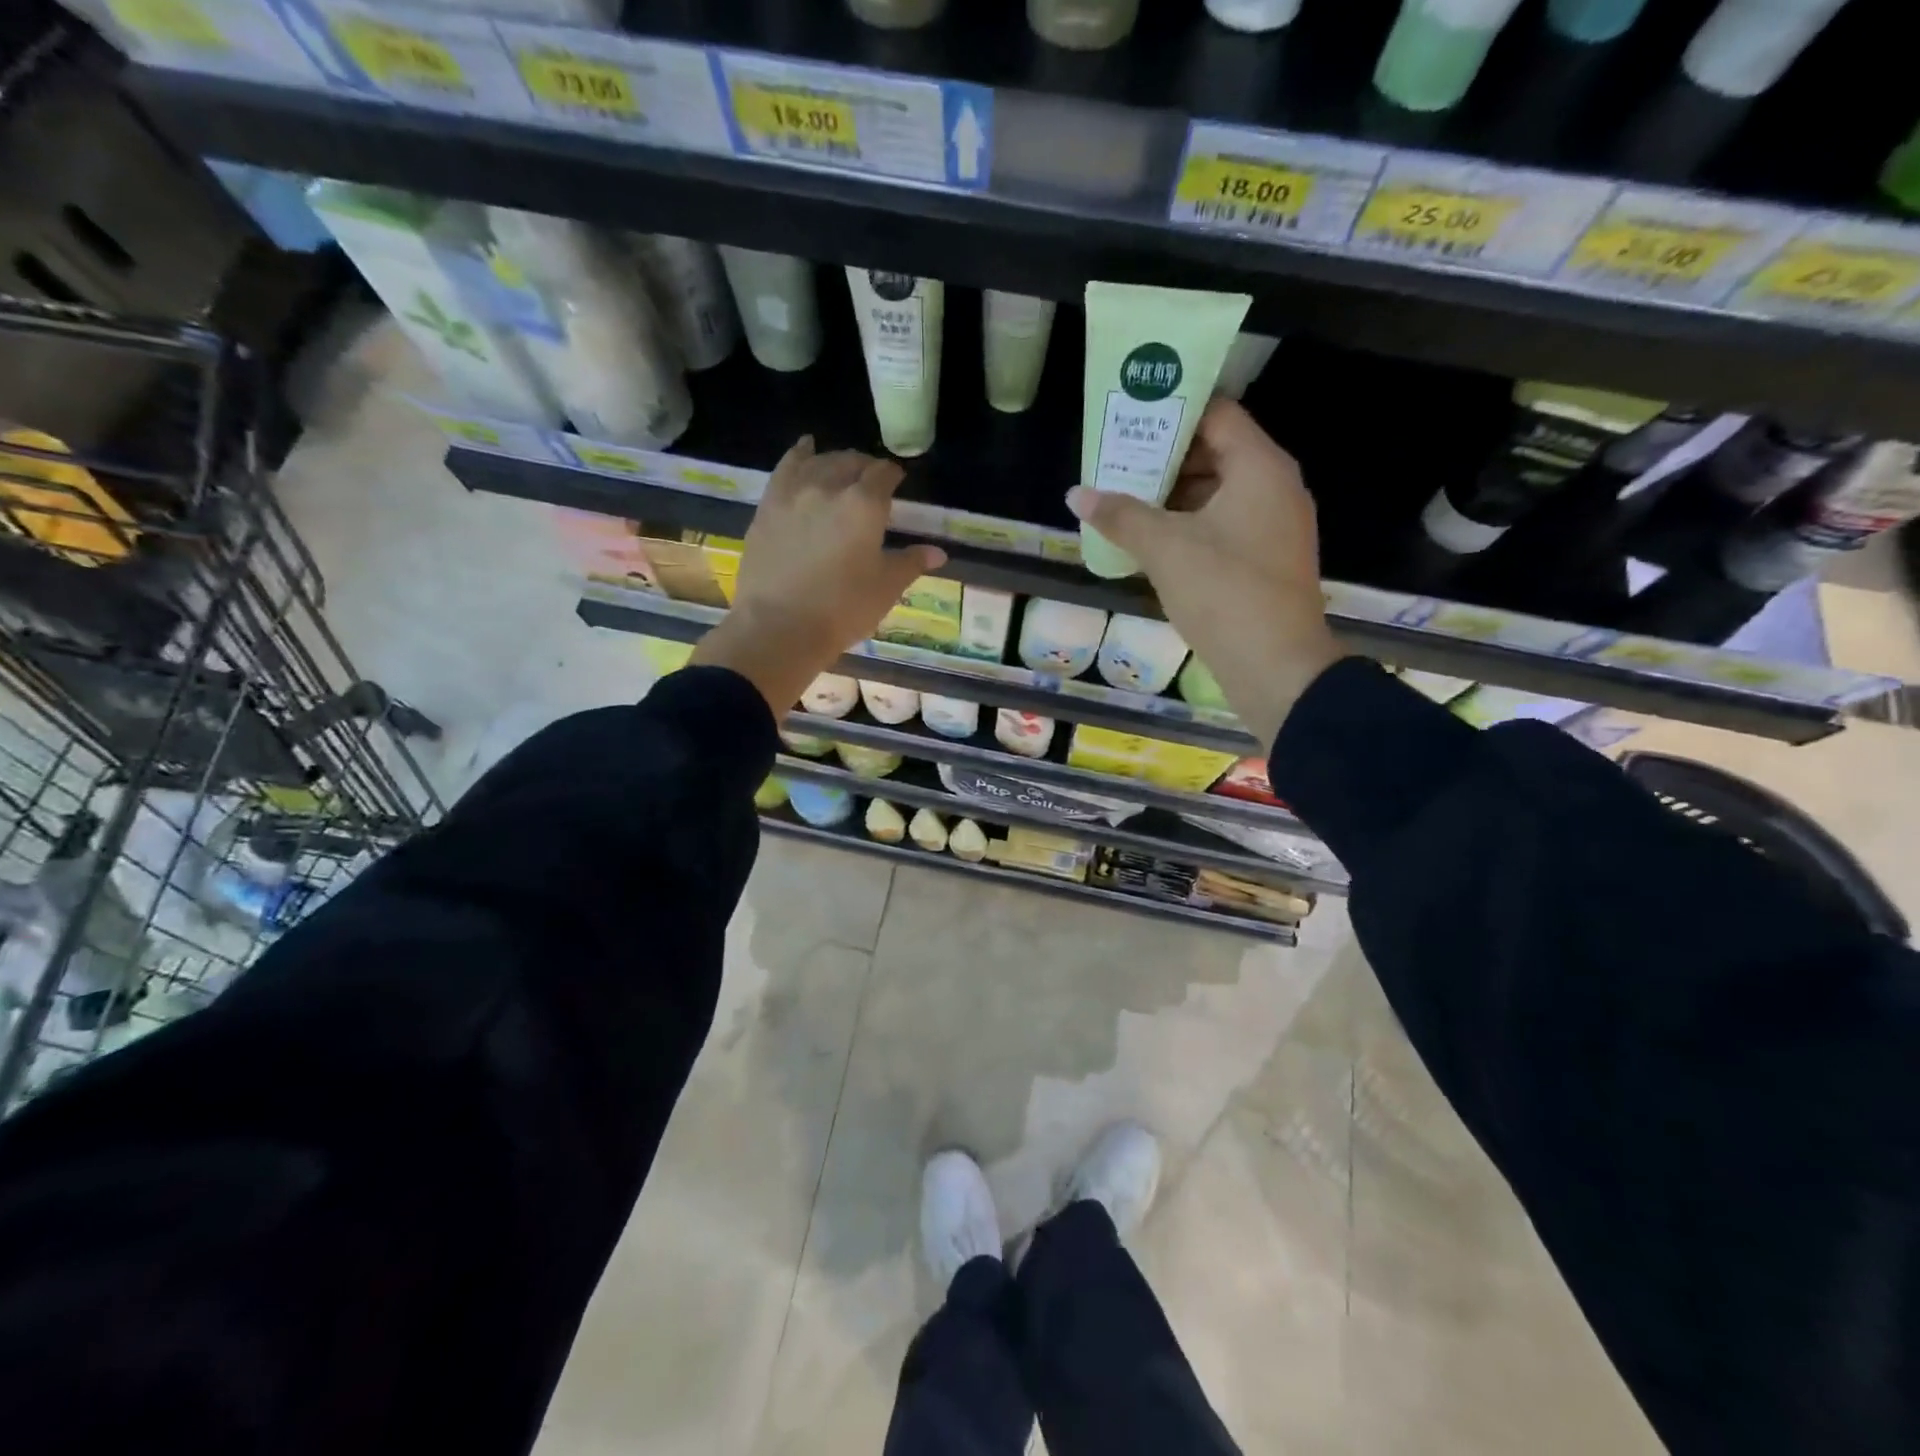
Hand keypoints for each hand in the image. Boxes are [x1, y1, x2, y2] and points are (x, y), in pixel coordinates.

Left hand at [692, 437, 945, 715]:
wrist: (779, 627)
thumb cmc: (842, 610)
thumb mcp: (885, 588)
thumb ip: (911, 563)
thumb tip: (938, 552)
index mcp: (865, 505)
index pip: (884, 475)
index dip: (893, 475)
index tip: (898, 482)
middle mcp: (829, 487)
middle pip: (851, 462)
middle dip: (865, 466)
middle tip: (872, 480)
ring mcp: (793, 493)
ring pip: (819, 461)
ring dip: (835, 460)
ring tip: (842, 467)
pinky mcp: (768, 505)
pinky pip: (786, 467)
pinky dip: (800, 454)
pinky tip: (805, 449)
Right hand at [1067, 400, 1339, 744]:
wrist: (1276, 666)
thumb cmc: (1223, 592)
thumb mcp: (1165, 548)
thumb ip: (1120, 515)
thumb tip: (1076, 494)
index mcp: (1260, 467)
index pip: (1216, 414)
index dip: (1172, 411)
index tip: (1130, 418)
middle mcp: (1275, 487)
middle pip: (1217, 452)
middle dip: (1165, 457)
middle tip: (1117, 461)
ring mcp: (1275, 525)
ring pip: (1219, 492)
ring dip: (1174, 495)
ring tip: (1125, 499)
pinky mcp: (1267, 558)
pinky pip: (1225, 524)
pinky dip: (1190, 524)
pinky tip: (1152, 539)